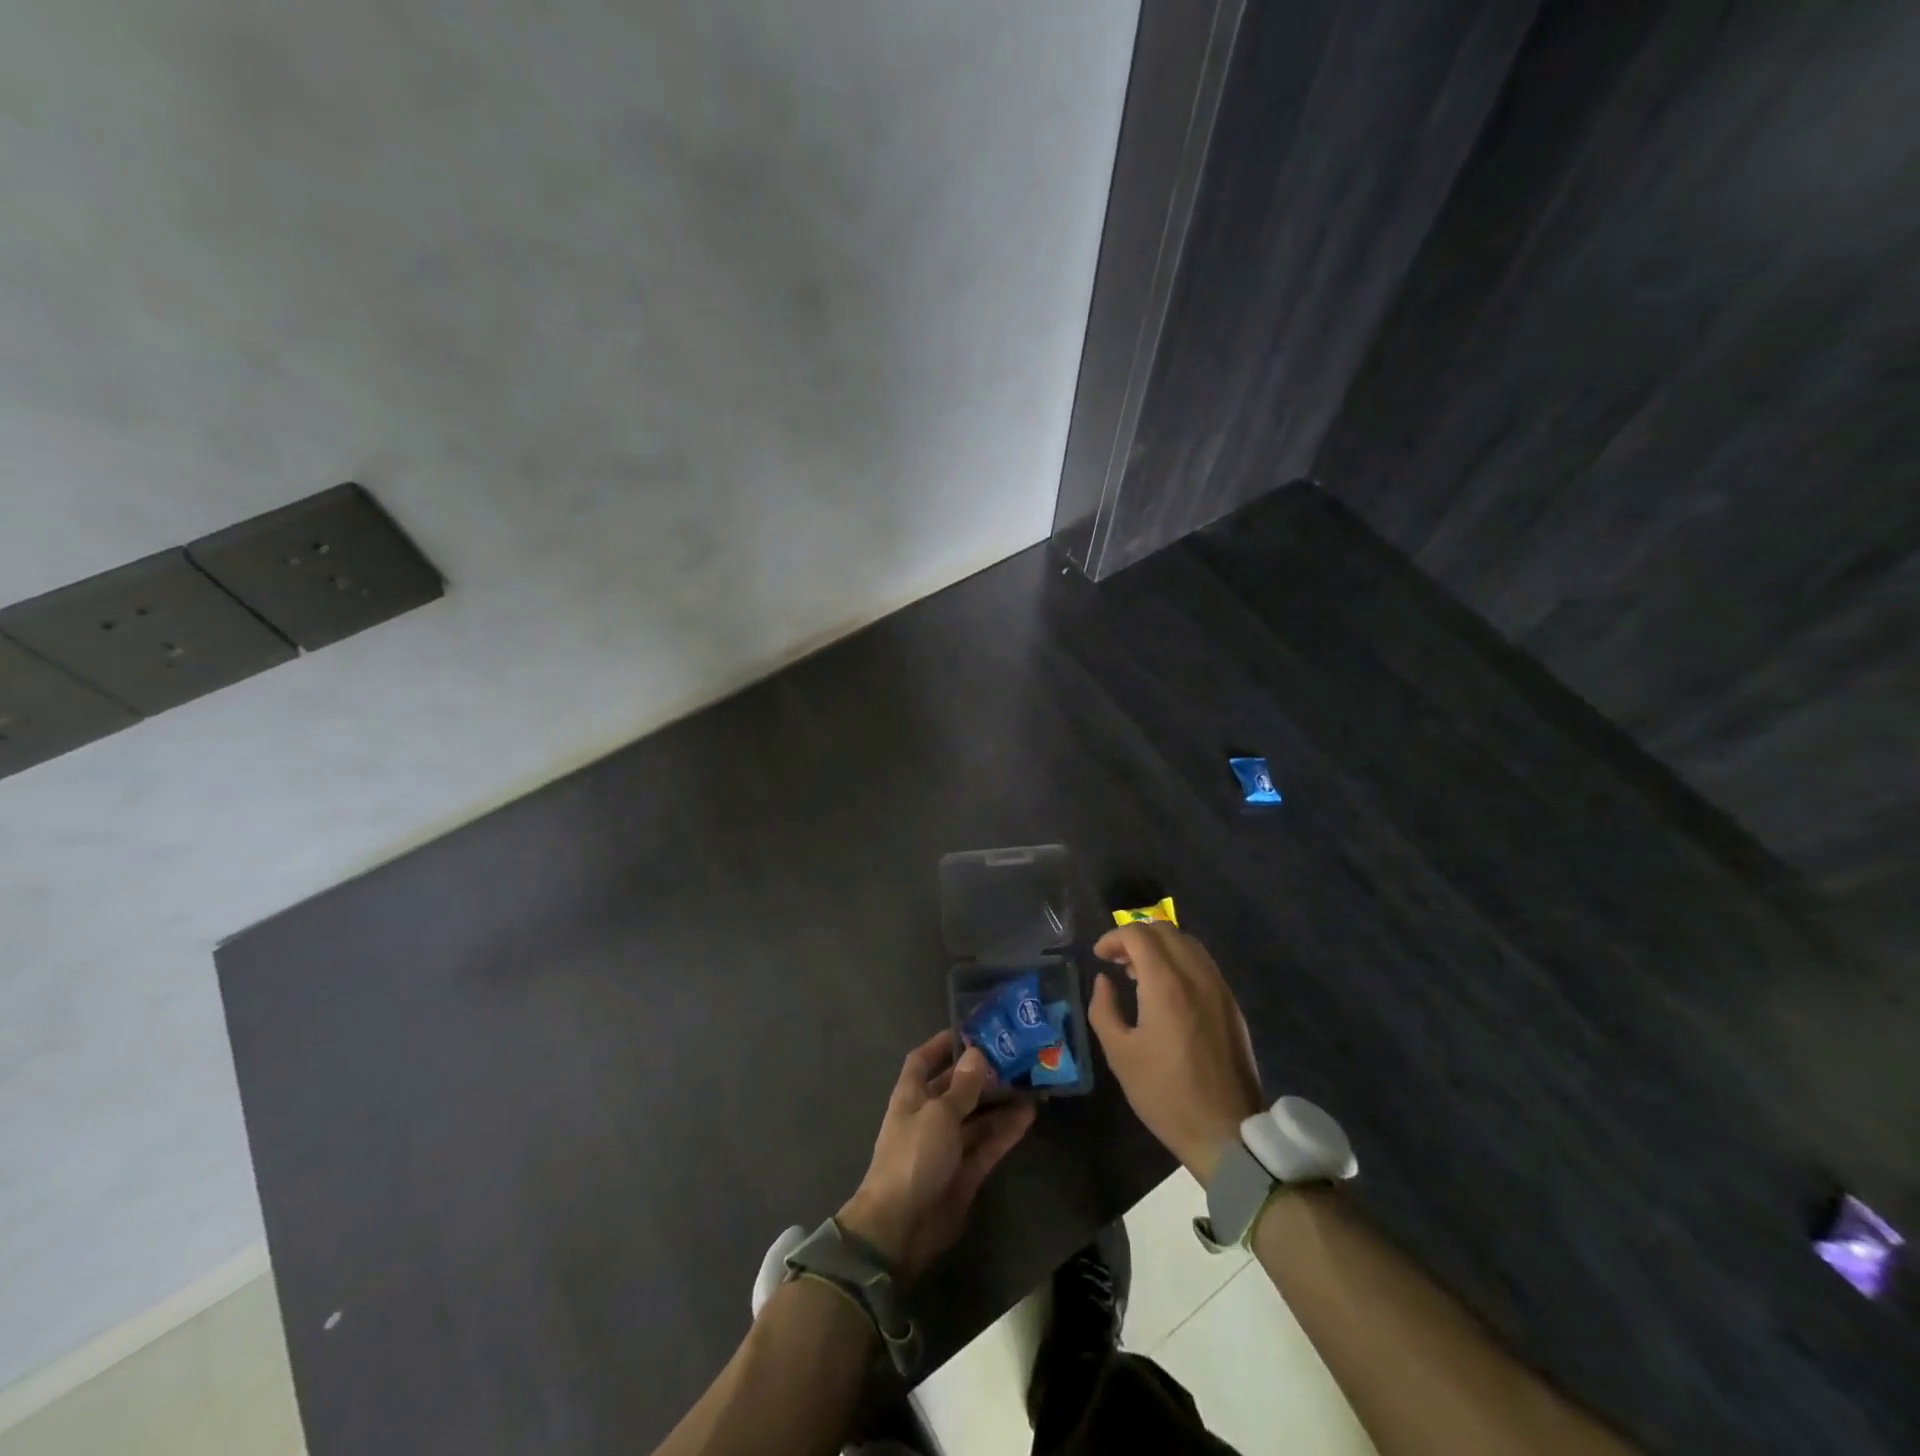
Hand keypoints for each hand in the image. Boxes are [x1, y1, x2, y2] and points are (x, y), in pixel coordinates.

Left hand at [838, 1032, 1035, 1280]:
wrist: (900, 1228)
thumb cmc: (913, 1157)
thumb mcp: (939, 1115)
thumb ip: (962, 1086)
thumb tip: (977, 1053)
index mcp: (911, 1096)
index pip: (923, 1060)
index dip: (942, 1044)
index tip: (971, 1030)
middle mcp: (929, 1116)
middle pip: (957, 1087)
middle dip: (983, 1073)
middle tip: (1016, 1056)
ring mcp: (948, 1145)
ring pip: (978, 1116)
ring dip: (1000, 1101)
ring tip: (1031, 1083)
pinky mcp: (965, 1172)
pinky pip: (988, 1143)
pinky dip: (1006, 1130)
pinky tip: (1029, 1115)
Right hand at [1088, 923, 1263, 1183]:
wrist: (1226, 1131)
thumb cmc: (1165, 1094)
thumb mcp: (1120, 1054)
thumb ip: (1104, 1009)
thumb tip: (1104, 981)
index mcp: (1166, 984)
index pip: (1138, 934)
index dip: (1113, 937)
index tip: (1099, 956)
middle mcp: (1196, 975)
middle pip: (1165, 930)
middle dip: (1135, 936)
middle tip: (1116, 961)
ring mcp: (1219, 988)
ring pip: (1188, 943)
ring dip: (1159, 946)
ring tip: (1139, 973)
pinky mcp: (1231, 1003)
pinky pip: (1203, 963)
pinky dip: (1180, 960)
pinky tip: (1167, 989)